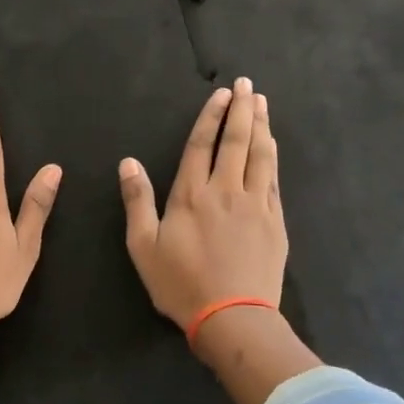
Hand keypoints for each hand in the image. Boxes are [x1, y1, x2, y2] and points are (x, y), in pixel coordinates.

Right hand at [119, 76, 285, 343]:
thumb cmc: (181, 284)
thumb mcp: (144, 246)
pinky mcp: (275, 222)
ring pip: (260, 156)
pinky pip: (274, 180)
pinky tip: (272, 145)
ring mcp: (255, 205)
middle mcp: (226, 191)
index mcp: (191, 195)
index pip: (202, 145)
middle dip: (241, 110)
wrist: (233, 317)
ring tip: (262, 103)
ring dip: (261, 126)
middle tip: (247, 85)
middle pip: (235, 142)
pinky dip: (272, 157)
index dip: (211, 117)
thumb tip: (128, 162)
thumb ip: (137, 201)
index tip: (222, 94)